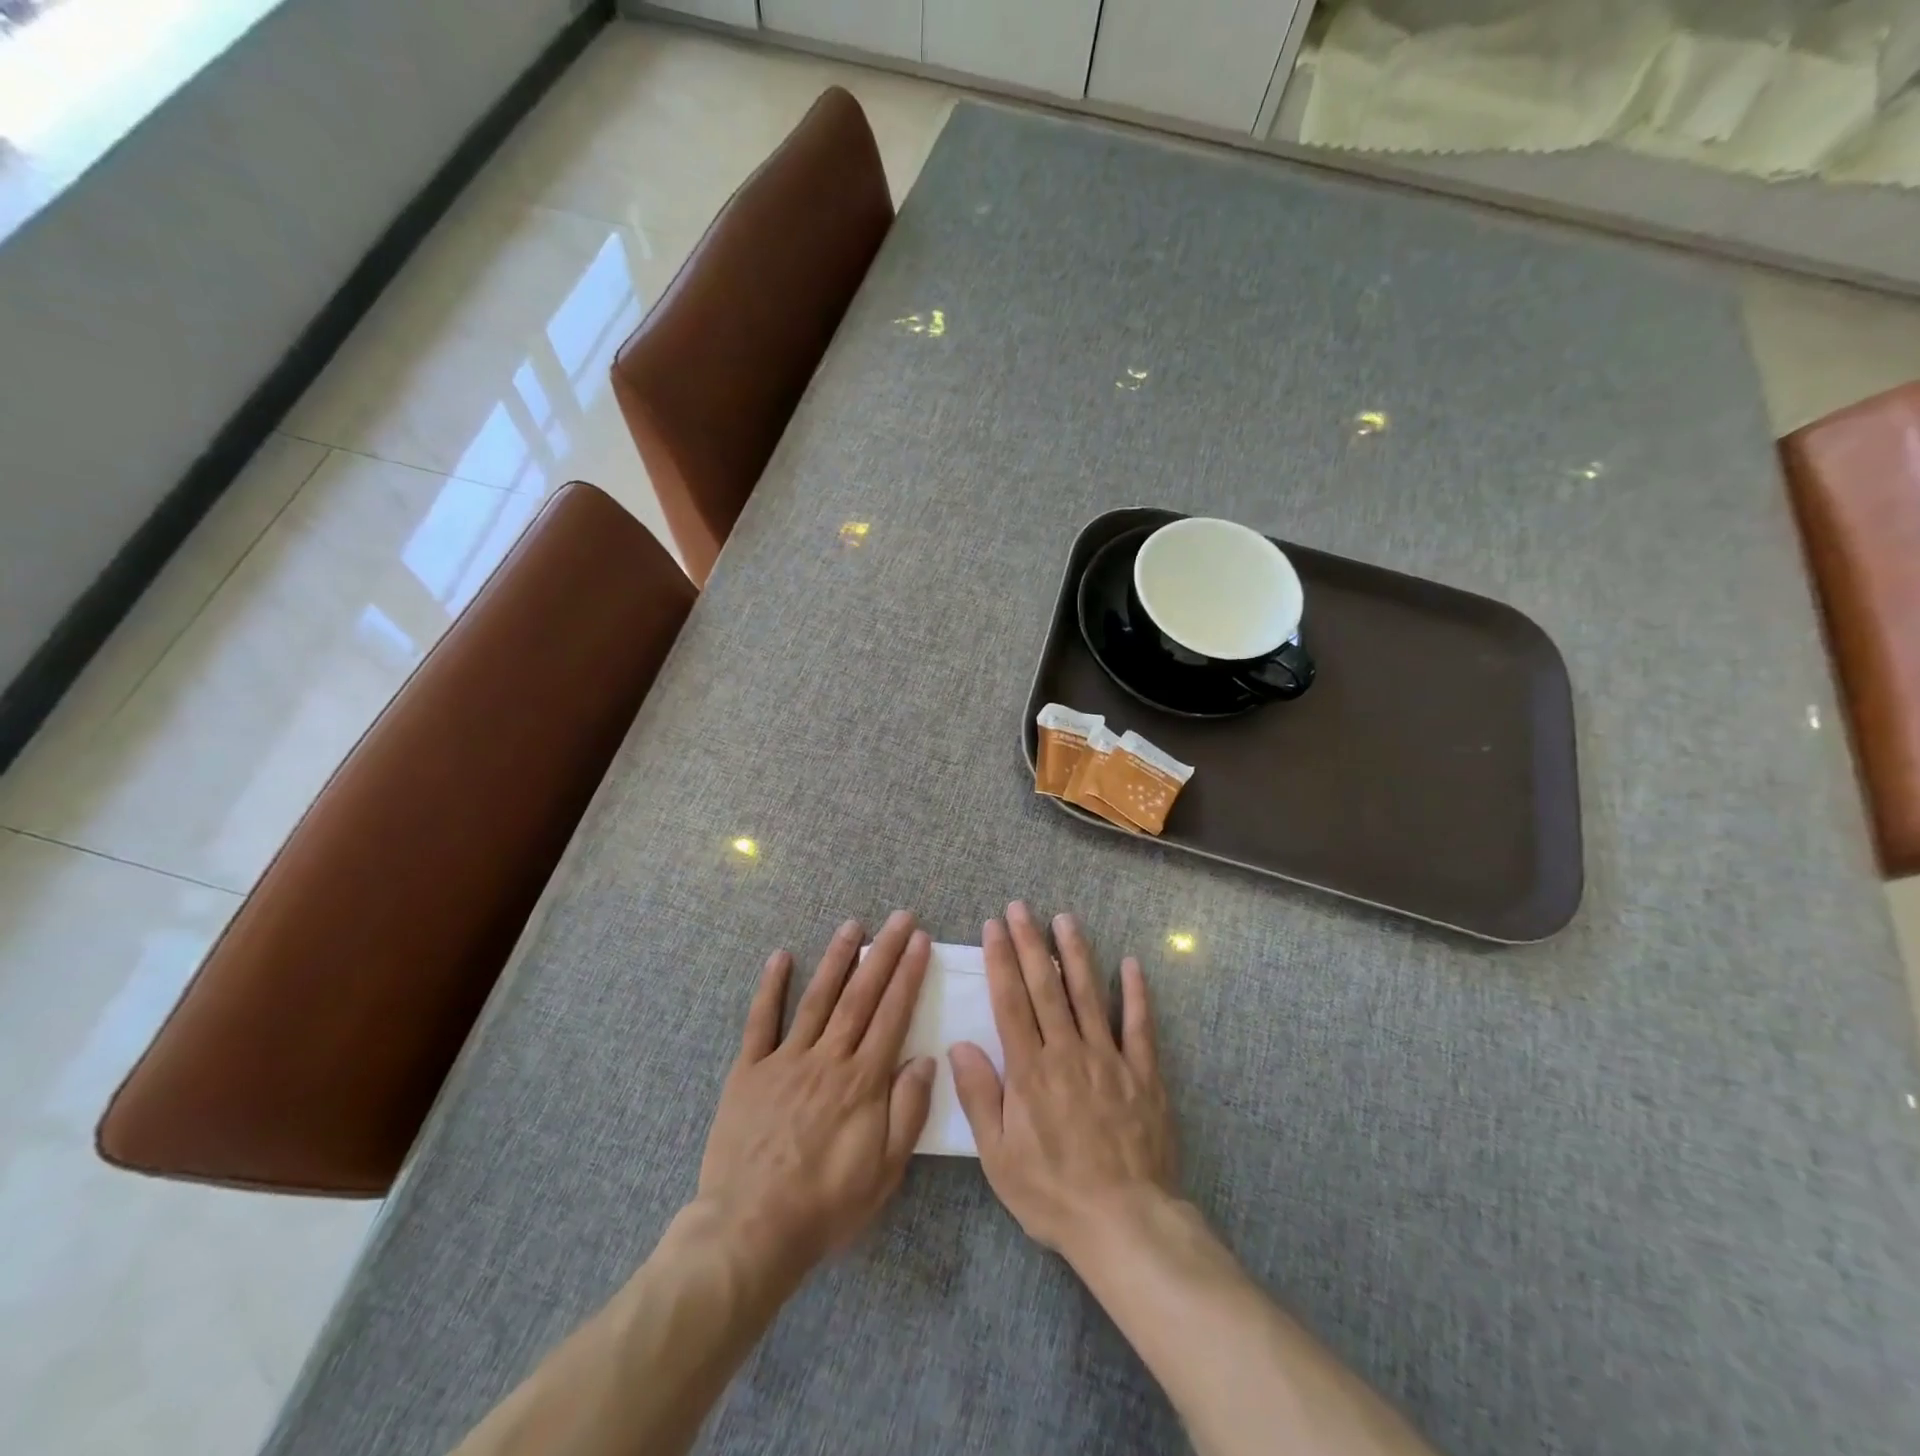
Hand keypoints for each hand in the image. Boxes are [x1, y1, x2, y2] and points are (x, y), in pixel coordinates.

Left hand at [697, 911, 936, 1274]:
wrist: (750, 1232)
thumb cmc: (825, 1205)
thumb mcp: (884, 1171)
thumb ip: (907, 1111)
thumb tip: (925, 1059)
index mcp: (862, 1081)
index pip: (893, 1014)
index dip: (908, 975)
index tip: (920, 941)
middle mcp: (827, 1059)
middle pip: (861, 995)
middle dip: (884, 953)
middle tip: (900, 918)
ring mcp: (785, 1060)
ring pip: (817, 998)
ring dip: (837, 958)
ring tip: (853, 924)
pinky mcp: (749, 1071)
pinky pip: (761, 1021)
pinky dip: (771, 987)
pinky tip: (781, 956)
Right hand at [949, 902, 1176, 1262]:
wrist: (1125, 1222)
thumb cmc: (1052, 1193)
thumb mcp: (999, 1157)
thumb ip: (980, 1097)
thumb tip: (959, 1046)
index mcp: (1030, 1071)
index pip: (1010, 1002)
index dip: (1000, 961)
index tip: (994, 927)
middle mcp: (1068, 1052)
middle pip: (1045, 987)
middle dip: (1030, 942)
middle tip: (1021, 908)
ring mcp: (1109, 1058)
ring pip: (1089, 994)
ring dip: (1075, 953)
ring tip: (1065, 918)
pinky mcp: (1143, 1073)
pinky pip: (1140, 1025)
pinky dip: (1136, 993)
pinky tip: (1131, 964)